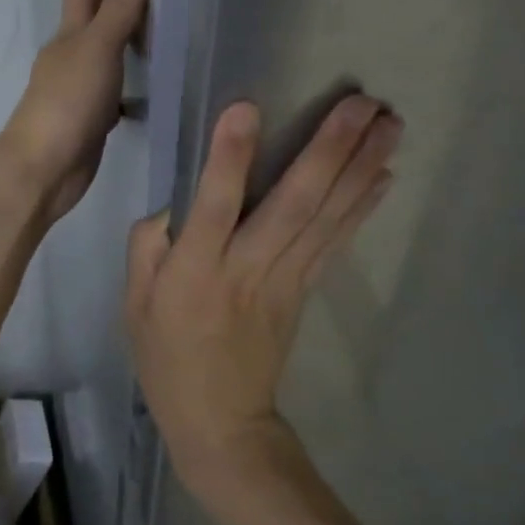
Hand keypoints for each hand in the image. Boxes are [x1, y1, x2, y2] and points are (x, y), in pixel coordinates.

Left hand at [0, 0, 148, 220]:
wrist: (43, 168)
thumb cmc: (68, 102)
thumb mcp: (98, 48)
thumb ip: (119, 5)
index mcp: (70, 32)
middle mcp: (71, 53)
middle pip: (88, 9)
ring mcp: (78, 85)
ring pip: (100, 45)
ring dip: (117, 27)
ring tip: (148, 13)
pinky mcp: (89, 115)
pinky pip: (112, 82)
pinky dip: (127, 72)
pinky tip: (144, 79)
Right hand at [125, 95, 400, 495]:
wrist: (221, 422)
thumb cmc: (167, 358)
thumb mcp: (134, 304)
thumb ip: (148, 245)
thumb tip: (176, 203)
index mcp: (196, 271)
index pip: (213, 206)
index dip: (229, 158)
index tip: (247, 107)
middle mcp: (247, 268)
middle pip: (293, 204)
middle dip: (330, 149)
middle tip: (362, 102)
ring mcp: (285, 280)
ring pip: (326, 217)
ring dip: (360, 168)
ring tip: (391, 124)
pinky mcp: (306, 290)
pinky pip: (336, 242)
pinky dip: (362, 207)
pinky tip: (385, 175)